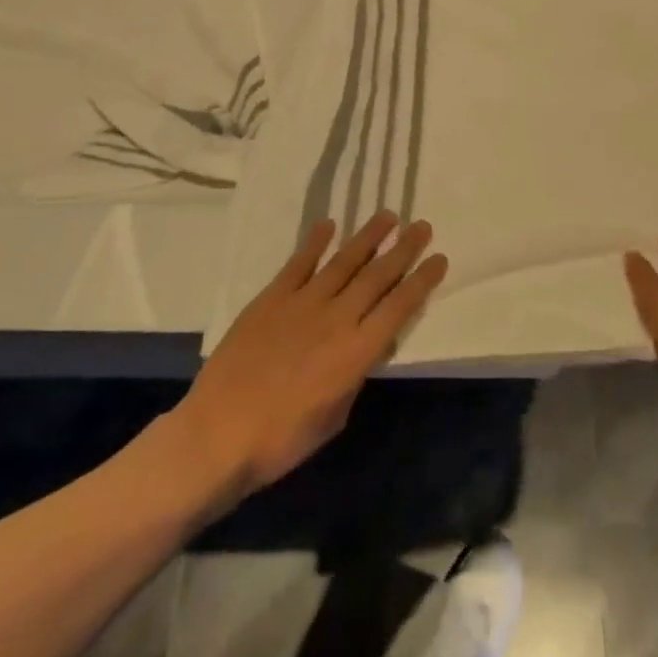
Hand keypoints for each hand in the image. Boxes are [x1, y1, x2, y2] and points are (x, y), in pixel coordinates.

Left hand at [170, 212, 448, 499]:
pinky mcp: (270, 300)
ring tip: (387, 216)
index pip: (399, 307)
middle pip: (377, 276)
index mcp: (357, 352)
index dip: (422, 281)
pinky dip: (314, 243)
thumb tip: (364, 350)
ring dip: (367, 237)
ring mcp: (301, 304)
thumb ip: (355, 376)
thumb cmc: (282, 440)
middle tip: (421, 226)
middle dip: (403, 249)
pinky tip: (329, 225)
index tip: (439, 258)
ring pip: (343, 262)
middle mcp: (336, 319)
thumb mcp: (335, 417)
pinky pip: (297, 264)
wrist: (217, 435)